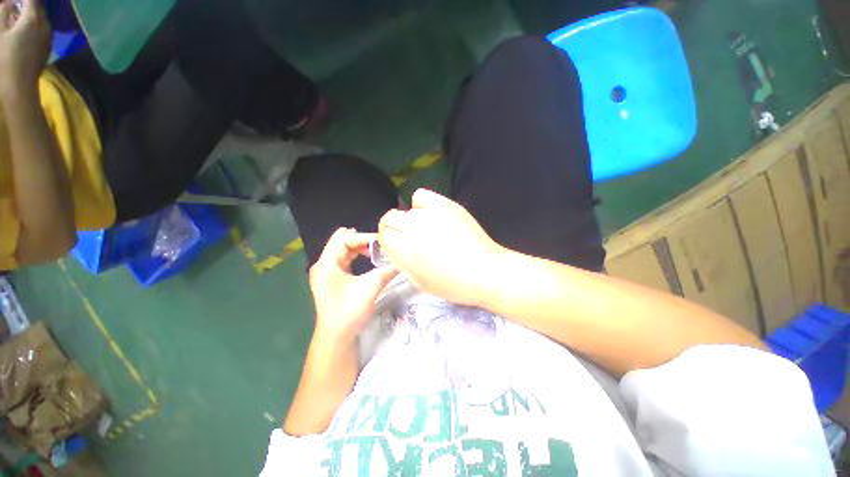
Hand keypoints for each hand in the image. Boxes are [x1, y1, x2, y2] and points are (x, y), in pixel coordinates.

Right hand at [0, 0, 50, 94]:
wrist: (18, 86)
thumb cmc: (5, 58)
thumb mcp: (0, 31)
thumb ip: (4, 12)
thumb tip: (10, 4)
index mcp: (33, 19)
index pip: (32, 0)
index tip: (12, 2)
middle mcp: (45, 26)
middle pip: (38, 9)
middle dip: (27, 5)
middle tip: (14, 7)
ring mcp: (48, 38)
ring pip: (41, 20)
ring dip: (31, 16)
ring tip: (17, 19)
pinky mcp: (47, 49)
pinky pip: (42, 32)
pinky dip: (34, 27)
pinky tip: (23, 32)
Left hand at [309, 228, 397, 343]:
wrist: (336, 336)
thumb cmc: (348, 313)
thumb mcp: (369, 290)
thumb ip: (384, 273)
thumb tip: (400, 262)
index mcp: (326, 265)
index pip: (343, 239)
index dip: (363, 237)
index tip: (381, 241)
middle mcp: (323, 264)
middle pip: (340, 241)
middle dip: (361, 239)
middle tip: (378, 243)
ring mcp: (326, 271)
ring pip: (342, 248)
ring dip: (359, 246)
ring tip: (375, 248)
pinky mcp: (331, 277)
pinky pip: (343, 258)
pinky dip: (356, 254)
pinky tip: (366, 256)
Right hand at [378, 188, 505, 306]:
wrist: (485, 271)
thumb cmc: (453, 284)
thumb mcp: (419, 282)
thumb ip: (399, 262)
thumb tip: (389, 247)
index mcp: (405, 251)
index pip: (383, 236)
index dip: (389, 241)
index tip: (398, 245)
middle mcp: (413, 228)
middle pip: (389, 219)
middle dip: (394, 228)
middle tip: (409, 237)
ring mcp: (429, 213)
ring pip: (406, 210)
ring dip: (411, 220)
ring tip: (428, 229)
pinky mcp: (444, 204)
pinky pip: (420, 195)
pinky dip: (422, 204)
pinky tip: (432, 214)